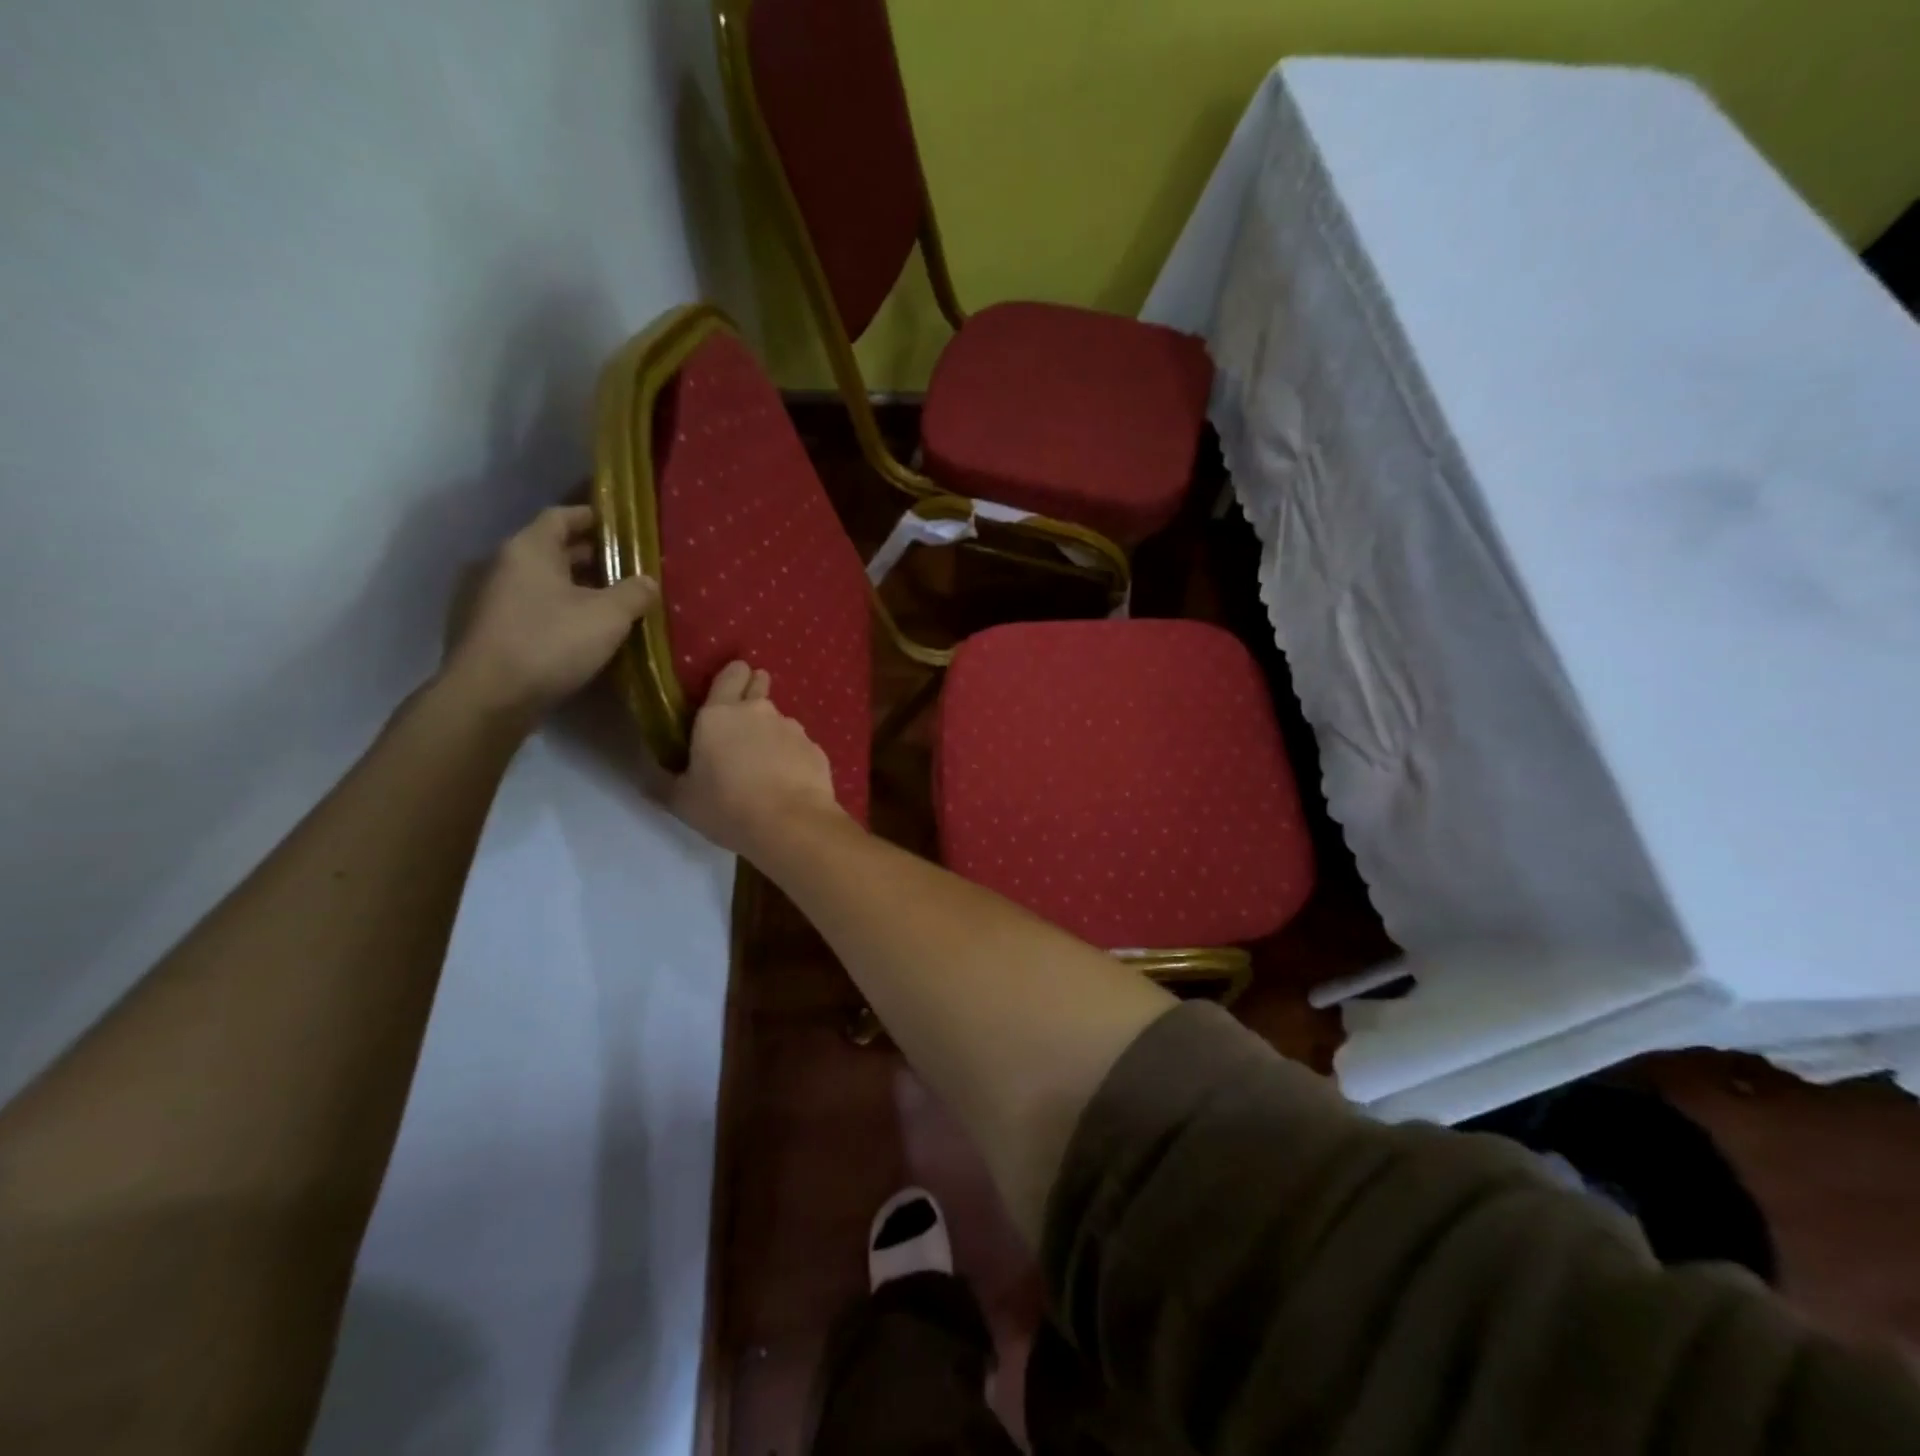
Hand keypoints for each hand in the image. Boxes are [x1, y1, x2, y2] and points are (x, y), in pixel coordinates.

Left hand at [441, 505, 657, 720]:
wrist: (489, 697)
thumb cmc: (551, 643)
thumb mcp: (609, 616)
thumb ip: (634, 593)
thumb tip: (648, 581)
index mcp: (529, 549)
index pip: (561, 516)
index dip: (592, 518)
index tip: (620, 527)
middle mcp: (502, 565)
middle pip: (550, 550)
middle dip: (588, 557)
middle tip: (624, 569)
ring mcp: (488, 599)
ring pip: (539, 582)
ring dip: (572, 587)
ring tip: (608, 603)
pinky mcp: (487, 631)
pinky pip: (529, 608)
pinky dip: (554, 610)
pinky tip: (578, 631)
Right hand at [671, 661, 845, 859]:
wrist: (790, 824)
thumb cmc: (727, 808)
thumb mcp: (682, 800)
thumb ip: (663, 781)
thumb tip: (645, 774)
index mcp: (719, 714)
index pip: (730, 673)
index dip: (733, 676)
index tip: (731, 686)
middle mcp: (758, 711)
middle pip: (759, 684)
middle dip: (754, 691)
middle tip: (745, 721)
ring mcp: (792, 728)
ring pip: (780, 720)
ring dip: (772, 733)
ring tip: (767, 765)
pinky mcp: (816, 748)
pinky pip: (800, 746)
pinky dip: (793, 757)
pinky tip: (789, 781)